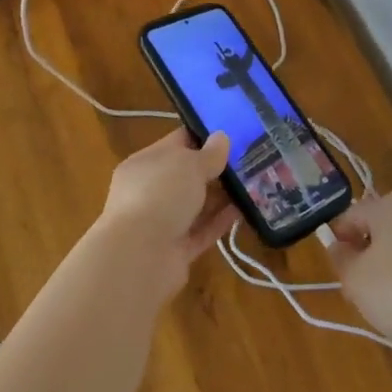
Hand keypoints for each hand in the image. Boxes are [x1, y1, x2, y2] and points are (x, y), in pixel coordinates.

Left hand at [95, 128, 237, 299]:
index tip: (232, 134)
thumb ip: (209, 153)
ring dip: (220, 196)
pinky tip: (243, 211)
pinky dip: (219, 222)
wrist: (139, 258)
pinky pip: (201, 231)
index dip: (203, 137)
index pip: (177, 143)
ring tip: (252, 185)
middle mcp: (149, 191)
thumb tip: (221, 138)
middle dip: (215, 169)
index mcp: (145, 163)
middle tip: (248, 160)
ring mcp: (161, 222)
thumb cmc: (160, 195)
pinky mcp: (174, 250)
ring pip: (195, 205)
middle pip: (187, 175)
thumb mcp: (189, 165)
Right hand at [326, 191, 391, 356]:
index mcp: (389, 205)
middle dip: (366, 257)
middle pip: (379, 230)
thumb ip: (340, 259)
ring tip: (387, 304)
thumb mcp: (355, 279)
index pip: (351, 216)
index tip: (339, 273)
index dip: (339, 242)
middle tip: (359, 290)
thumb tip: (339, 247)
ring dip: (389, 270)